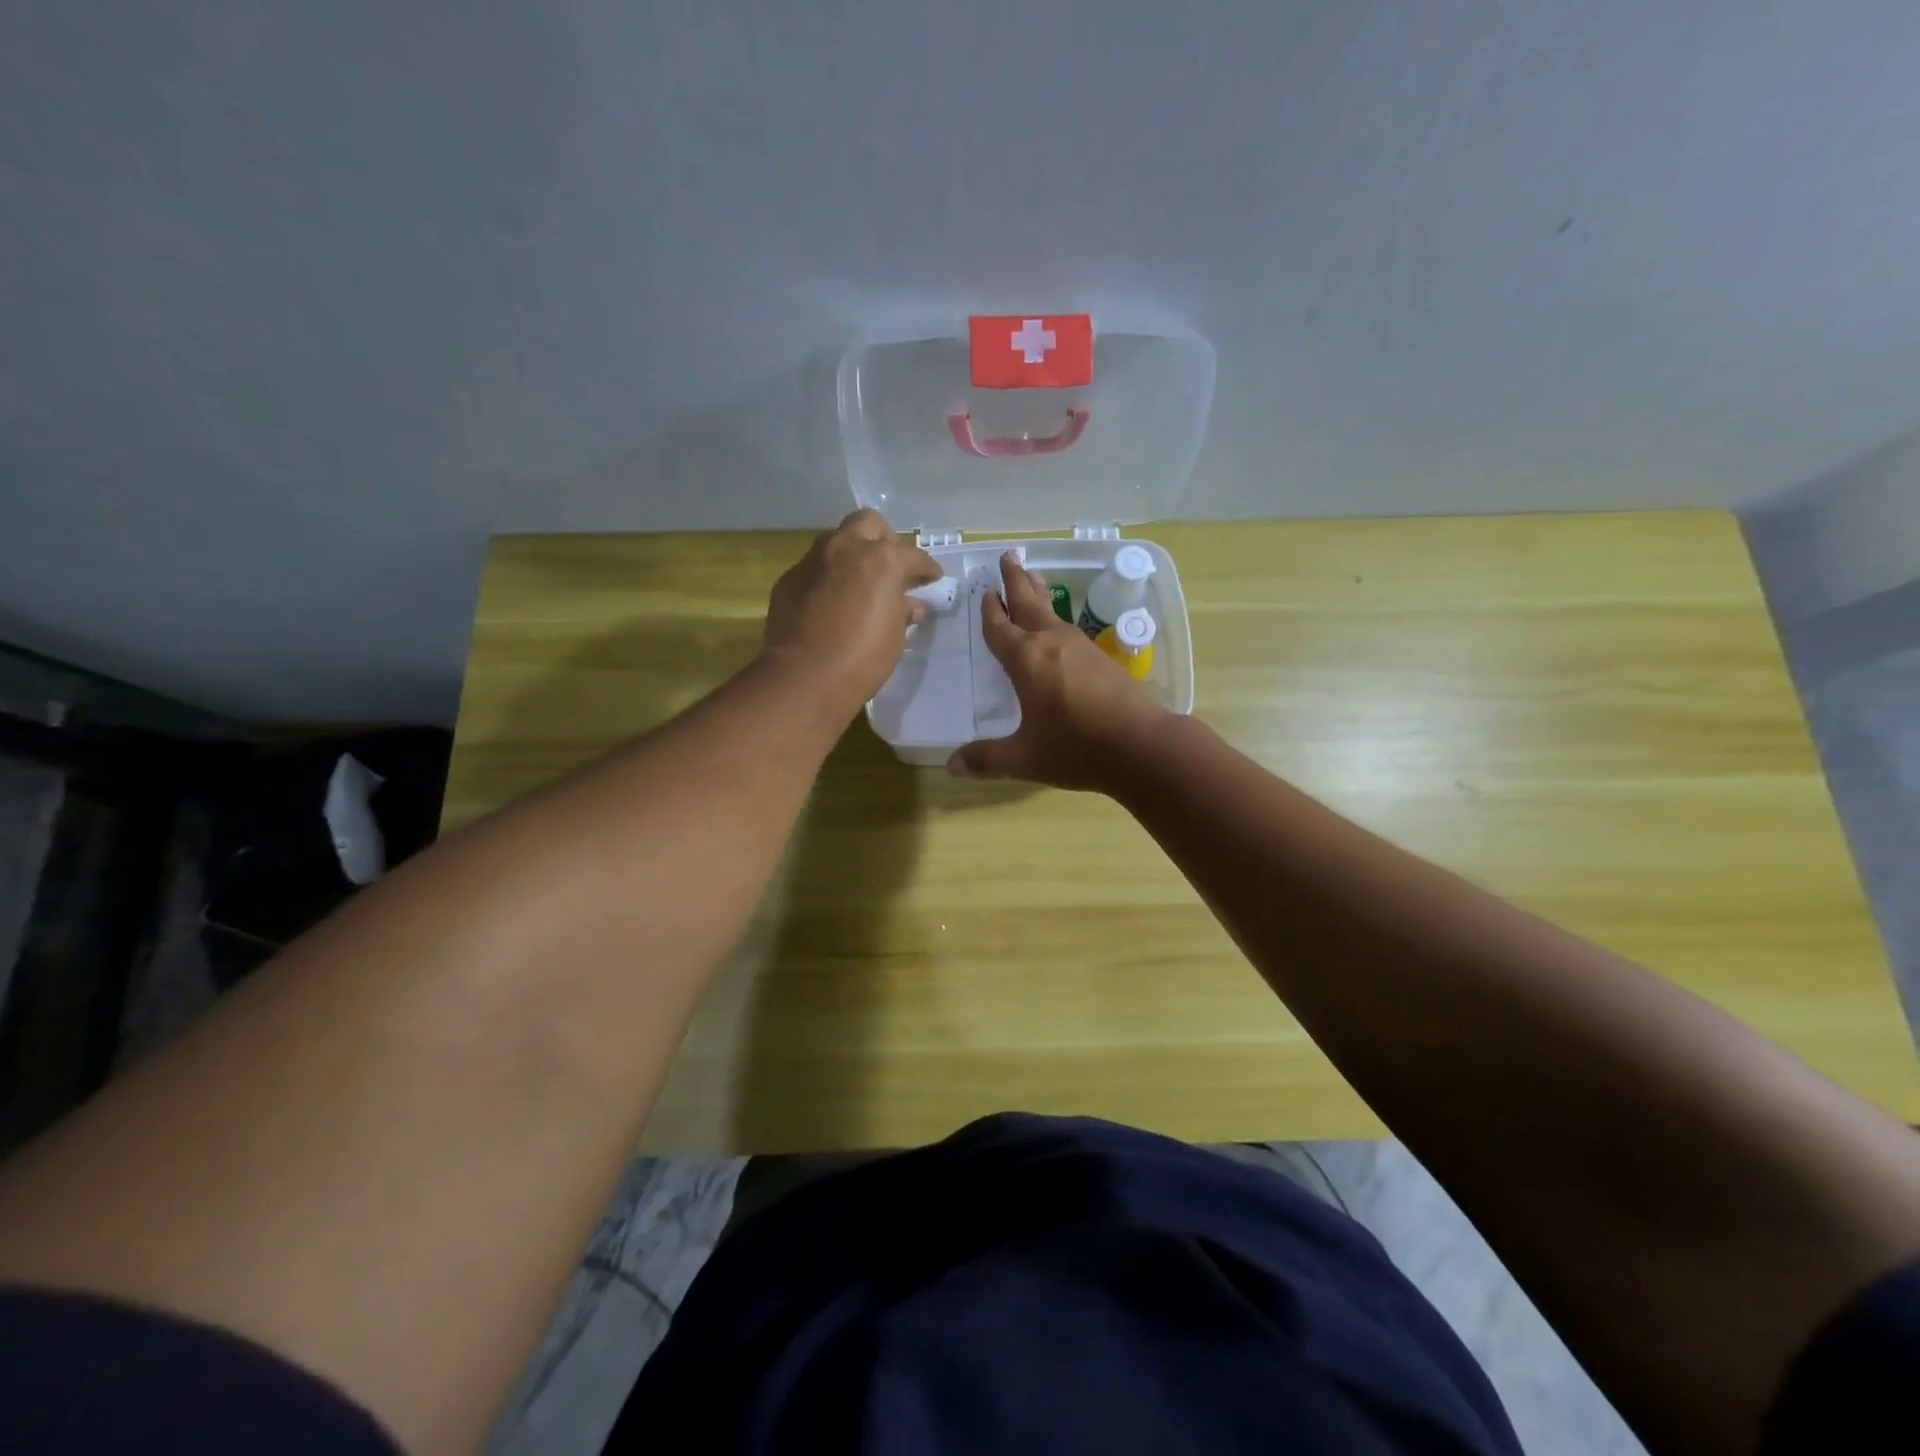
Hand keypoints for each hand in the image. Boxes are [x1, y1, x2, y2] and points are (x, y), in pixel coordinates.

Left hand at [763, 509, 940, 709]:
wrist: (805, 677)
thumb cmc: (863, 658)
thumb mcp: (894, 636)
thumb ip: (903, 611)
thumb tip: (912, 605)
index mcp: (881, 559)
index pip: (913, 555)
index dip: (926, 568)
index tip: (932, 578)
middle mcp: (845, 549)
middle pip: (868, 524)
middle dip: (884, 540)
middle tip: (891, 567)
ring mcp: (812, 561)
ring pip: (836, 542)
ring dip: (851, 556)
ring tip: (860, 584)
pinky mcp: (789, 580)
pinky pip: (814, 569)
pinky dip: (827, 579)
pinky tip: (831, 603)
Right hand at [949, 552, 1169, 791]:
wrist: (1141, 745)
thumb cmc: (1076, 749)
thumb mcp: (1025, 758)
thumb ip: (987, 759)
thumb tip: (951, 767)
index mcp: (1026, 660)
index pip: (1000, 628)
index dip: (990, 611)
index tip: (984, 592)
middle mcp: (1050, 643)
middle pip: (1028, 602)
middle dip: (1015, 580)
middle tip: (1008, 556)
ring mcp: (1079, 646)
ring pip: (1052, 611)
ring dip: (1038, 592)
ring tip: (1032, 576)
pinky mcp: (1101, 657)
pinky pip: (1068, 626)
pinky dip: (1056, 615)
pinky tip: (1058, 625)